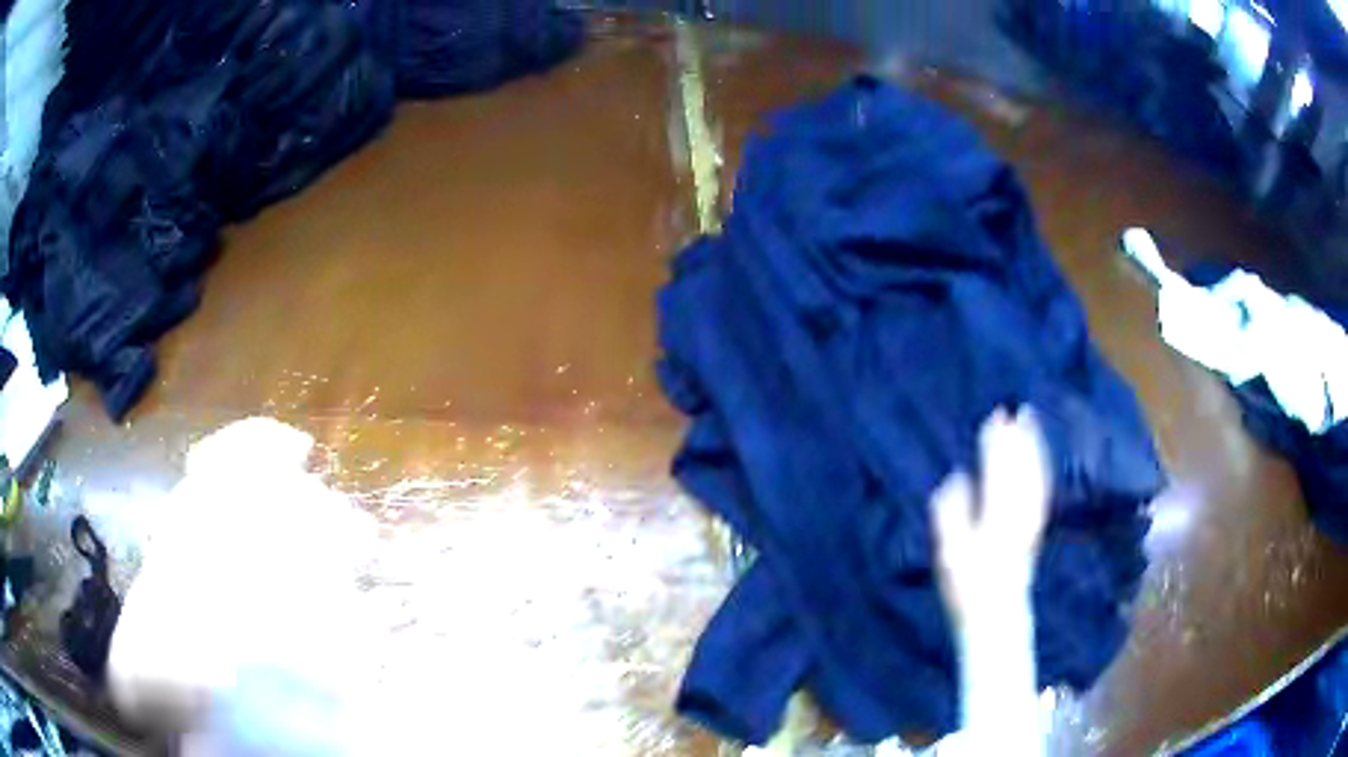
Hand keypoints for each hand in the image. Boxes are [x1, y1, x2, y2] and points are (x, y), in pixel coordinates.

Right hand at [930, 407, 1050, 628]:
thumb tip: (955, 478)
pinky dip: (1040, 466)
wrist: (997, 615)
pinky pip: (1041, 489)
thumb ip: (951, 516)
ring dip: (1032, 447)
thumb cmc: (967, 590)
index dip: (996, 446)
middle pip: (1020, 471)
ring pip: (1035, 476)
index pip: (998, 474)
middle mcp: (1018, 517)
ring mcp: (1031, 522)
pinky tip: (1037, 454)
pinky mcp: (1036, 529)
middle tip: (1012, 409)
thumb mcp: (950, 557)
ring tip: (1028, 420)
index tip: (993, 418)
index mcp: (995, 521)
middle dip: (1016, 439)